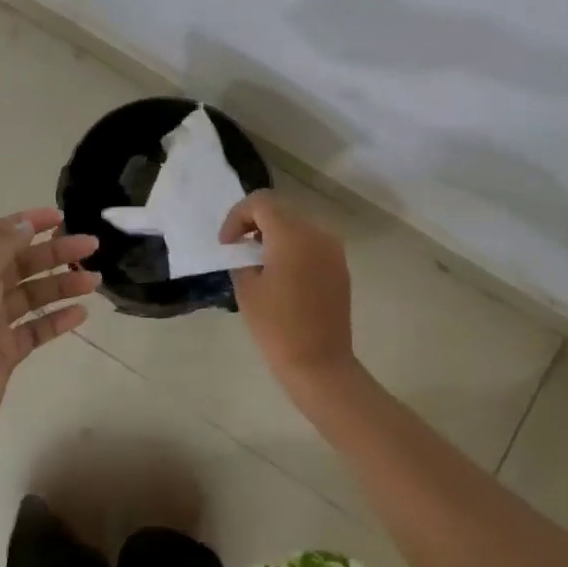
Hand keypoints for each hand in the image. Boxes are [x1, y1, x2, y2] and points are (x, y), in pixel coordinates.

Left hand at [0, 207, 98, 445]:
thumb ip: (3, 244)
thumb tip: (26, 225)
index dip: (28, 223)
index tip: (61, 216)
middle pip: (21, 262)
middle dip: (55, 252)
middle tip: (91, 245)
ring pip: (33, 295)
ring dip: (63, 284)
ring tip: (94, 281)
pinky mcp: (6, 351)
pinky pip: (36, 328)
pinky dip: (58, 319)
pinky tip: (81, 313)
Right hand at [219, 190, 358, 398]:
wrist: (319, 364)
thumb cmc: (276, 327)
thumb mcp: (247, 289)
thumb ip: (243, 258)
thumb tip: (247, 249)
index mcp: (292, 235)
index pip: (261, 202)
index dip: (237, 217)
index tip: (227, 245)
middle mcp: (317, 233)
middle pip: (280, 211)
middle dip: (255, 224)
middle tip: (238, 251)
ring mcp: (333, 250)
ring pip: (297, 226)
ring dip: (274, 236)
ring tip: (258, 264)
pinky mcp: (340, 267)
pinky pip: (311, 244)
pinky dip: (292, 249)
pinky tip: (281, 276)